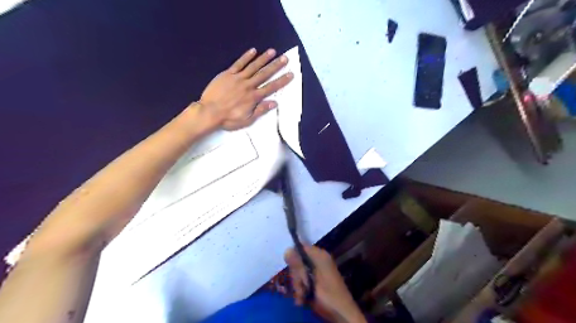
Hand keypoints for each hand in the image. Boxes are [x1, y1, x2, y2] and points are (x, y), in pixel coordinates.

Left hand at [200, 46, 292, 129]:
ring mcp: (238, 78)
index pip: (271, 87)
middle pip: (264, 74)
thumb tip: (274, 102)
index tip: (290, 74)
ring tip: (273, 51)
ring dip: (264, 59)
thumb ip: (261, 110)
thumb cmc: (229, 118)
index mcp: (254, 97)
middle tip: (285, 58)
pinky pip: (238, 64)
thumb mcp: (247, 119)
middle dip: (276, 66)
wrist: (209, 112)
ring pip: (253, 66)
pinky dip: (246, 57)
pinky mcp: (227, 74)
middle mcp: (248, 85)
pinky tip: (253, 51)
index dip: (282, 81)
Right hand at [285, 245, 368, 322]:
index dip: (294, 257)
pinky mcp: (317, 280)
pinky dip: (302, 290)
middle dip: (297, 277)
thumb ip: (299, 266)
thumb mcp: (311, 281)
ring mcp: (318, 270)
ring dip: (298, 286)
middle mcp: (319, 260)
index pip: (301, 247)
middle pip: (298, 262)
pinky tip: (302, 299)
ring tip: (302, 297)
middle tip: (300, 288)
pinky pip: (304, 280)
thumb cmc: (328, 296)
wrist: (342, 315)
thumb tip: (287, 249)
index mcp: (320, 256)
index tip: (291, 270)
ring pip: (299, 273)